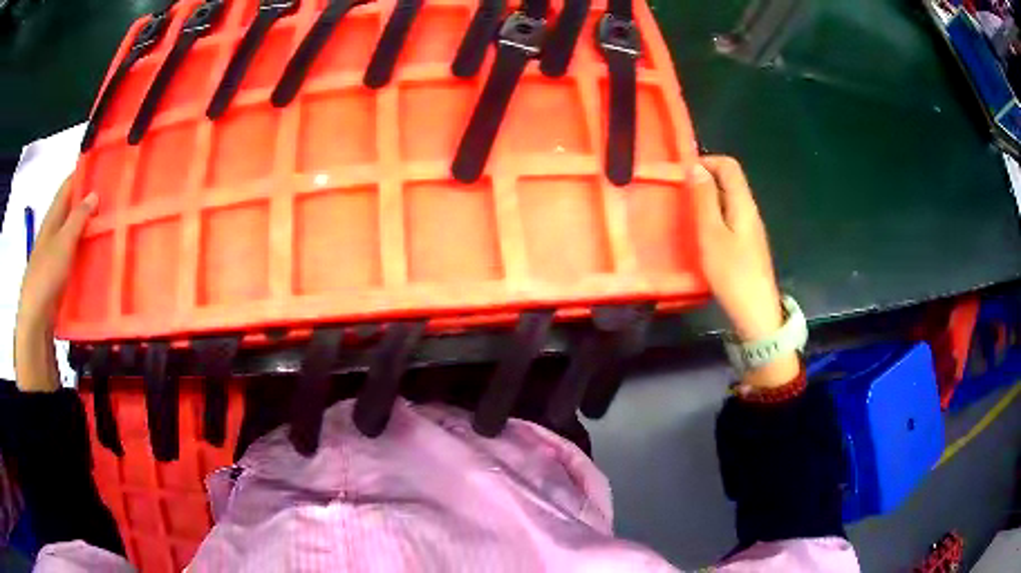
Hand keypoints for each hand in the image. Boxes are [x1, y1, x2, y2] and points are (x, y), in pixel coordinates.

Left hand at [14, 180, 97, 391]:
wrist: (36, 319)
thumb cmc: (46, 275)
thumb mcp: (63, 243)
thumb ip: (78, 218)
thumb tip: (94, 193)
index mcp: (52, 219)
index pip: (67, 187)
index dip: (81, 174)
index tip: (100, 165)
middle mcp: (52, 232)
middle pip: (70, 210)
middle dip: (87, 201)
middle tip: (110, 196)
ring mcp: (54, 255)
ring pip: (72, 233)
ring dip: (86, 227)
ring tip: (107, 223)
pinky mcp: (58, 275)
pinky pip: (73, 255)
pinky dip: (83, 249)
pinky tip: (95, 254)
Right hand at [691, 156, 797, 386]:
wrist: (756, 312)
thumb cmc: (732, 273)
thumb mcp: (711, 235)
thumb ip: (704, 200)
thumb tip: (696, 168)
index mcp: (743, 203)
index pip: (729, 165)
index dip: (706, 161)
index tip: (682, 174)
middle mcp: (750, 211)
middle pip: (730, 181)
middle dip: (704, 180)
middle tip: (680, 194)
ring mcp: (751, 229)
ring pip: (728, 200)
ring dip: (707, 199)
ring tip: (687, 213)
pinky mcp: (748, 245)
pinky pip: (729, 218)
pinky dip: (713, 216)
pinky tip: (702, 234)